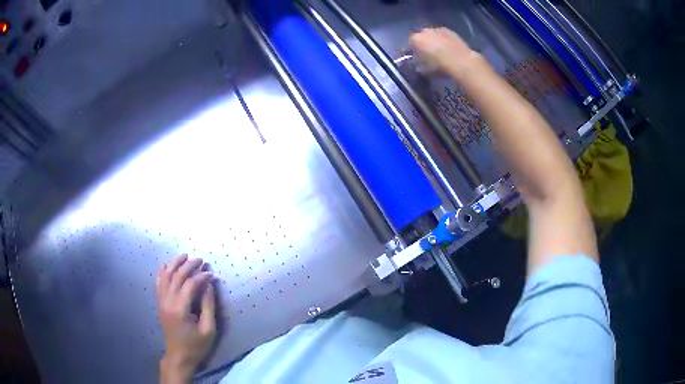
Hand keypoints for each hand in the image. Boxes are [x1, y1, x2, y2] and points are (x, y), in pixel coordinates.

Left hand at [156, 254, 216, 382]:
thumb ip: (209, 306)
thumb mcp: (208, 330)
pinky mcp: (160, 303)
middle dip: (188, 265)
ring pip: (165, 276)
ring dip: (174, 264)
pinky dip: (162, 271)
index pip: (189, 285)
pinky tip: (166, 265)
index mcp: (180, 309)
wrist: (179, 356)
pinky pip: (158, 283)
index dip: (201, 276)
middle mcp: (168, 302)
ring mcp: (161, 301)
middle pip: (176, 276)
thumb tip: (209, 285)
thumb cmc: (196, 345)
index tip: (211, 273)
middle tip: (201, 260)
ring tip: (185, 256)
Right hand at [409, 27, 478, 78]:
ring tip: (438, 49)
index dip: (411, 51)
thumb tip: (417, 64)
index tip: (414, 57)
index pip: (409, 44)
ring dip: (433, 40)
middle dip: (422, 43)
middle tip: (426, 52)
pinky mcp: (451, 31)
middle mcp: (424, 31)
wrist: (461, 62)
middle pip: (420, 36)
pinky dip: (443, 39)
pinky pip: (443, 35)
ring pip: (432, 34)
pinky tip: (447, 47)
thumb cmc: (439, 66)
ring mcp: (438, 29)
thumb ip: (418, 65)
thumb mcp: (424, 70)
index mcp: (415, 39)